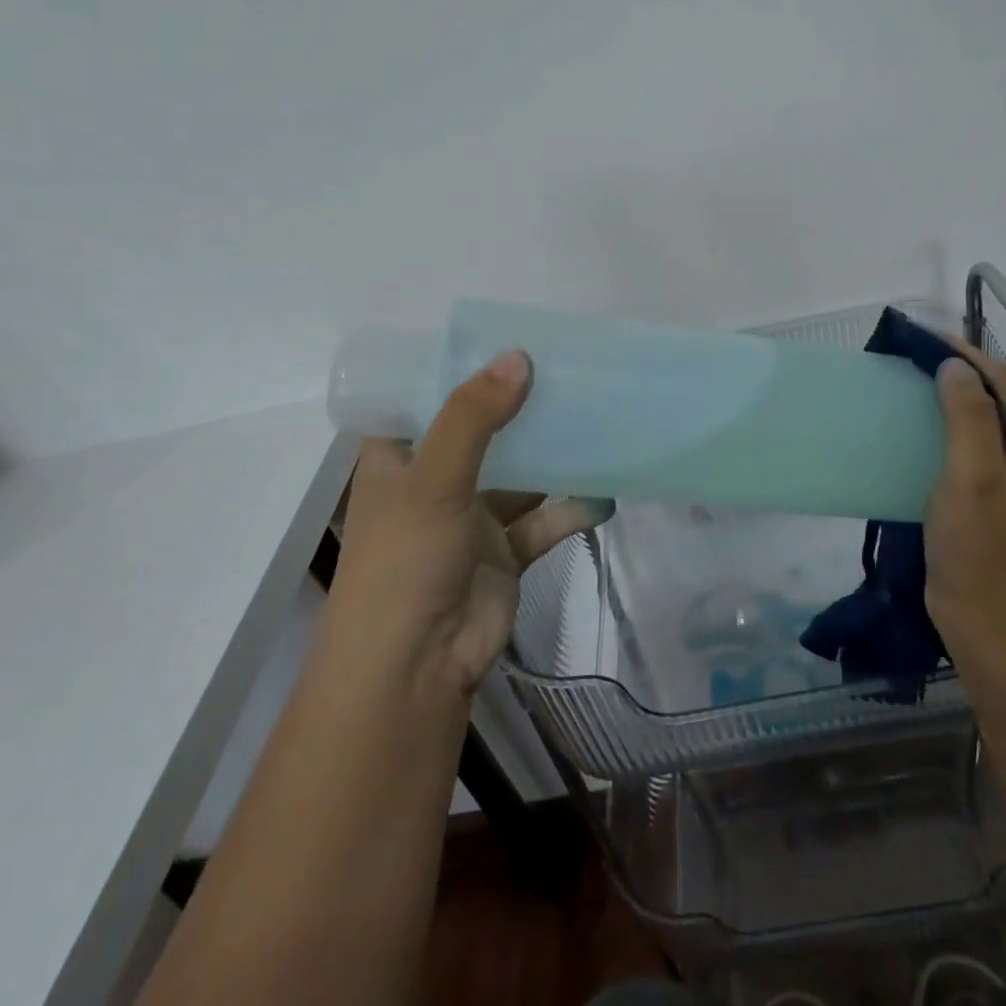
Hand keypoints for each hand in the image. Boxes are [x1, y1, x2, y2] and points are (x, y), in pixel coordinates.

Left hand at [334, 349, 614, 698]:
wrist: (415, 669)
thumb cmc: (404, 564)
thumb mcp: (433, 481)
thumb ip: (474, 419)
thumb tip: (520, 358)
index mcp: (399, 457)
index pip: (427, 397)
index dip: (463, 368)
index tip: (509, 336)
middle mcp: (435, 480)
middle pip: (482, 430)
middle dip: (521, 405)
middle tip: (569, 368)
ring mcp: (471, 517)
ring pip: (520, 474)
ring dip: (553, 454)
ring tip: (598, 417)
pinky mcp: (505, 551)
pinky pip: (545, 519)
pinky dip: (573, 507)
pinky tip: (607, 492)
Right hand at [924, 340, 1005, 656]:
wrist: (990, 625)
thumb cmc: (984, 548)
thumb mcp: (974, 475)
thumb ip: (968, 416)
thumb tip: (955, 367)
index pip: (1001, 383)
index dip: (964, 355)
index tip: (921, 338)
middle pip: (990, 401)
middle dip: (952, 376)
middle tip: (906, 361)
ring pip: (973, 428)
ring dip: (941, 405)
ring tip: (902, 389)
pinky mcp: (982, 503)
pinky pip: (960, 455)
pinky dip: (935, 437)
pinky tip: (906, 436)